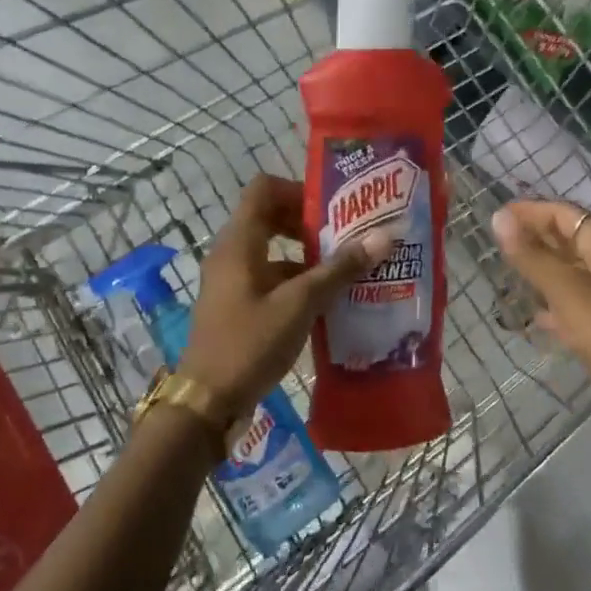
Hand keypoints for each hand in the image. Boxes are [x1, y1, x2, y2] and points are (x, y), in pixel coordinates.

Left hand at [180, 175, 396, 416]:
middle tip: (346, 235)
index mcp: (239, 242)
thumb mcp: (300, 304)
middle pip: (270, 216)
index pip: (264, 188)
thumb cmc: (250, 343)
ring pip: (272, 250)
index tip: (332, 210)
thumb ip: (339, 270)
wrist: (207, 402)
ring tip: (346, 268)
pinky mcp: (237, 304)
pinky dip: (297, 280)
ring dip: (307, 255)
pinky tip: (327, 301)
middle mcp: (231, 253)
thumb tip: (383, 237)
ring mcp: (232, 280)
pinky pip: (270, 277)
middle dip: (309, 223)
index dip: (298, 190)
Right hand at [492, 200, 590, 455]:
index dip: (529, 211)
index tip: (494, 216)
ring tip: (509, 277)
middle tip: (496, 245)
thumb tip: (500, 216)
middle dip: (536, 238)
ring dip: (546, 271)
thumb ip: (534, 257)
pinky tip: (540, 319)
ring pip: (578, 272)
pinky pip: (586, 303)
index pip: (564, 213)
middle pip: (573, 238)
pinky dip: (561, 303)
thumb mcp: (571, 295)